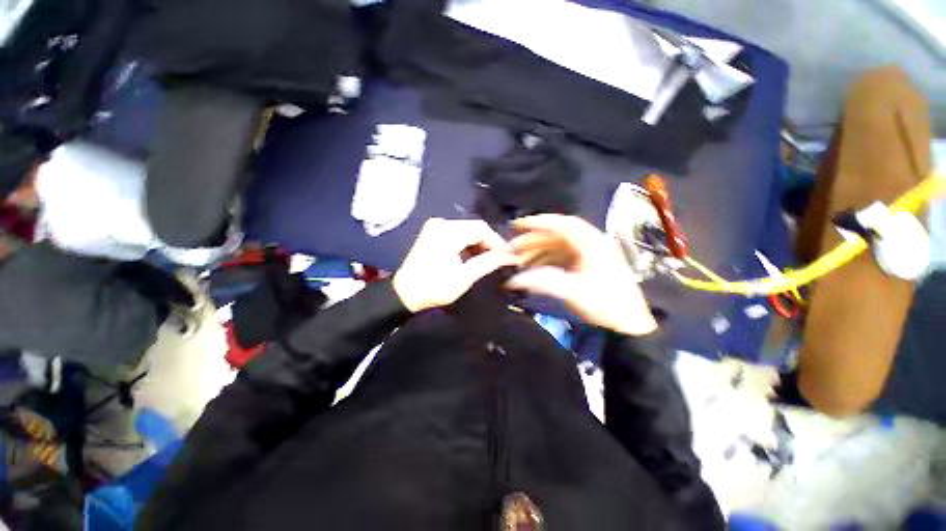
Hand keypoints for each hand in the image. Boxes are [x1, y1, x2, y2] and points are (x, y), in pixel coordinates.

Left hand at [393, 218, 519, 311]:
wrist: (405, 293)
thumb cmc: (435, 287)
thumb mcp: (465, 277)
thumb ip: (488, 262)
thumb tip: (509, 256)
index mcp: (447, 232)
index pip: (481, 228)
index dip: (497, 241)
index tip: (507, 255)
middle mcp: (441, 223)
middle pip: (474, 227)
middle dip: (488, 243)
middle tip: (499, 259)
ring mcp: (435, 226)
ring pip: (466, 230)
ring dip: (478, 243)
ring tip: (487, 259)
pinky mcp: (432, 232)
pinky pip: (457, 232)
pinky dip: (467, 243)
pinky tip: (471, 256)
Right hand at [506, 214, 657, 335]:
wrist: (631, 324)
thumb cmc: (606, 305)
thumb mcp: (574, 292)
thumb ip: (542, 282)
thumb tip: (513, 280)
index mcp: (593, 243)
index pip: (563, 224)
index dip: (538, 222)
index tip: (517, 226)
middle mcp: (591, 242)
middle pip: (558, 234)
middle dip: (533, 240)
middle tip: (512, 248)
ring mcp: (589, 253)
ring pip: (557, 245)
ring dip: (537, 250)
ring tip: (519, 260)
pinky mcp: (586, 263)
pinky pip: (561, 255)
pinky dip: (545, 259)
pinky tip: (533, 267)